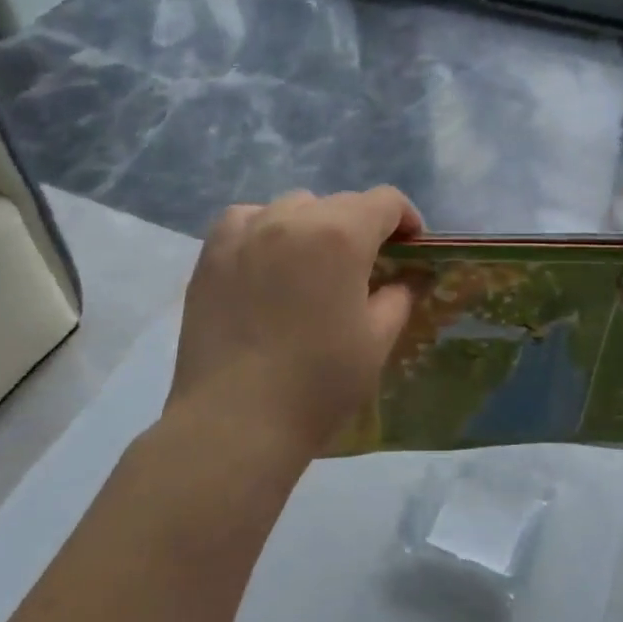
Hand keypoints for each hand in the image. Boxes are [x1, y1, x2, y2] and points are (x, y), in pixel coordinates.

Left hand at [165, 187, 423, 468]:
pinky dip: (266, 228)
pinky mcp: (212, 253)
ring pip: (294, 206)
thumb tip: (404, 279)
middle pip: (341, 202)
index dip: (406, 219)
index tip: (410, 248)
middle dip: (363, 226)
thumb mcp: (377, 340)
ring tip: (313, 264)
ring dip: (315, 225)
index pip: (385, 201)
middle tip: (366, 267)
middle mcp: (294, 218)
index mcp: (342, 235)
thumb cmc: (318, 382)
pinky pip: (247, 219)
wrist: (236, 420)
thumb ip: (398, 296)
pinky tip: (267, 260)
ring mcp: (247, 232)